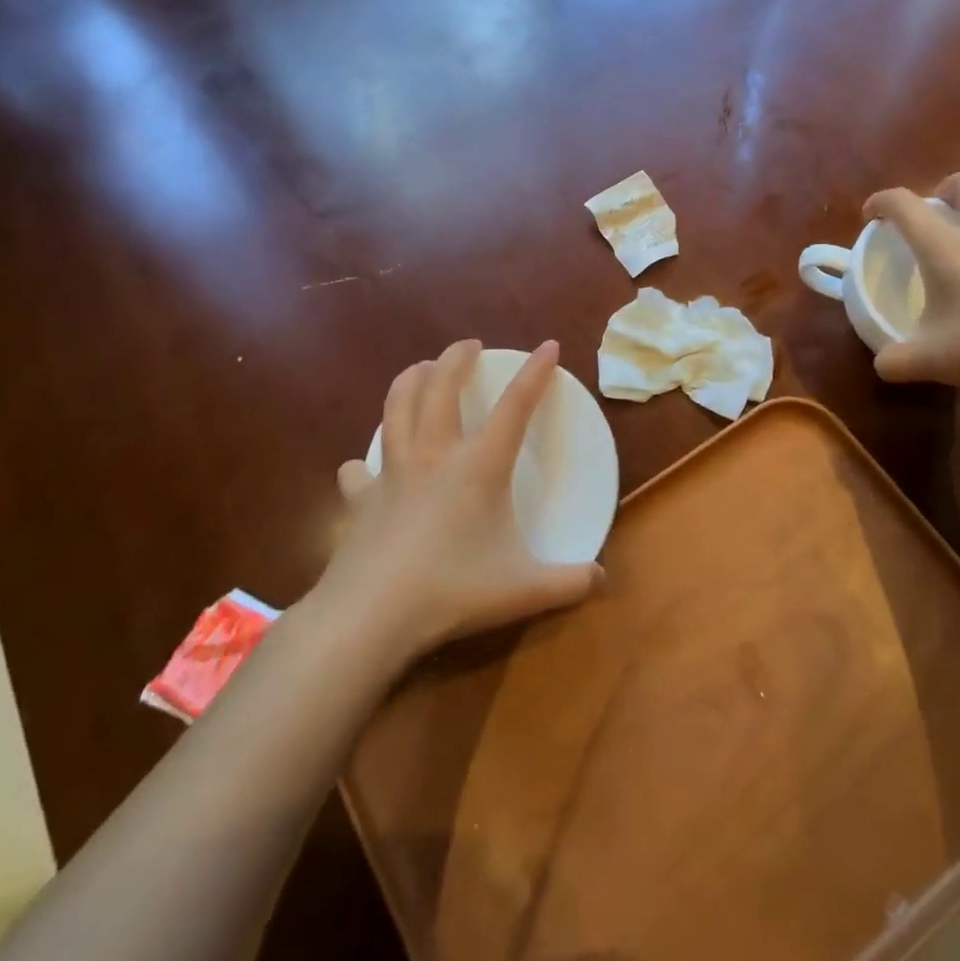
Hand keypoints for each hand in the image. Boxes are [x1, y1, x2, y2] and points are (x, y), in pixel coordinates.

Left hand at [313, 340, 602, 663]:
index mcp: (479, 466)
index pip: (515, 406)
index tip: (549, 345)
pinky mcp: (360, 498)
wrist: (371, 615)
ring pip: (396, 406)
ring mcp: (391, 472)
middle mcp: (434, 455)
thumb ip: (569, 583)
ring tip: (420, 369)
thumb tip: (601, 579)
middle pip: (440, 385)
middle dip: (456, 356)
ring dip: (409, 379)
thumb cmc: (453, 592)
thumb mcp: (524, 591)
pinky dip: (363, 463)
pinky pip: (359, 469)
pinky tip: (364, 468)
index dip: (535, 372)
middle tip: (468, 346)